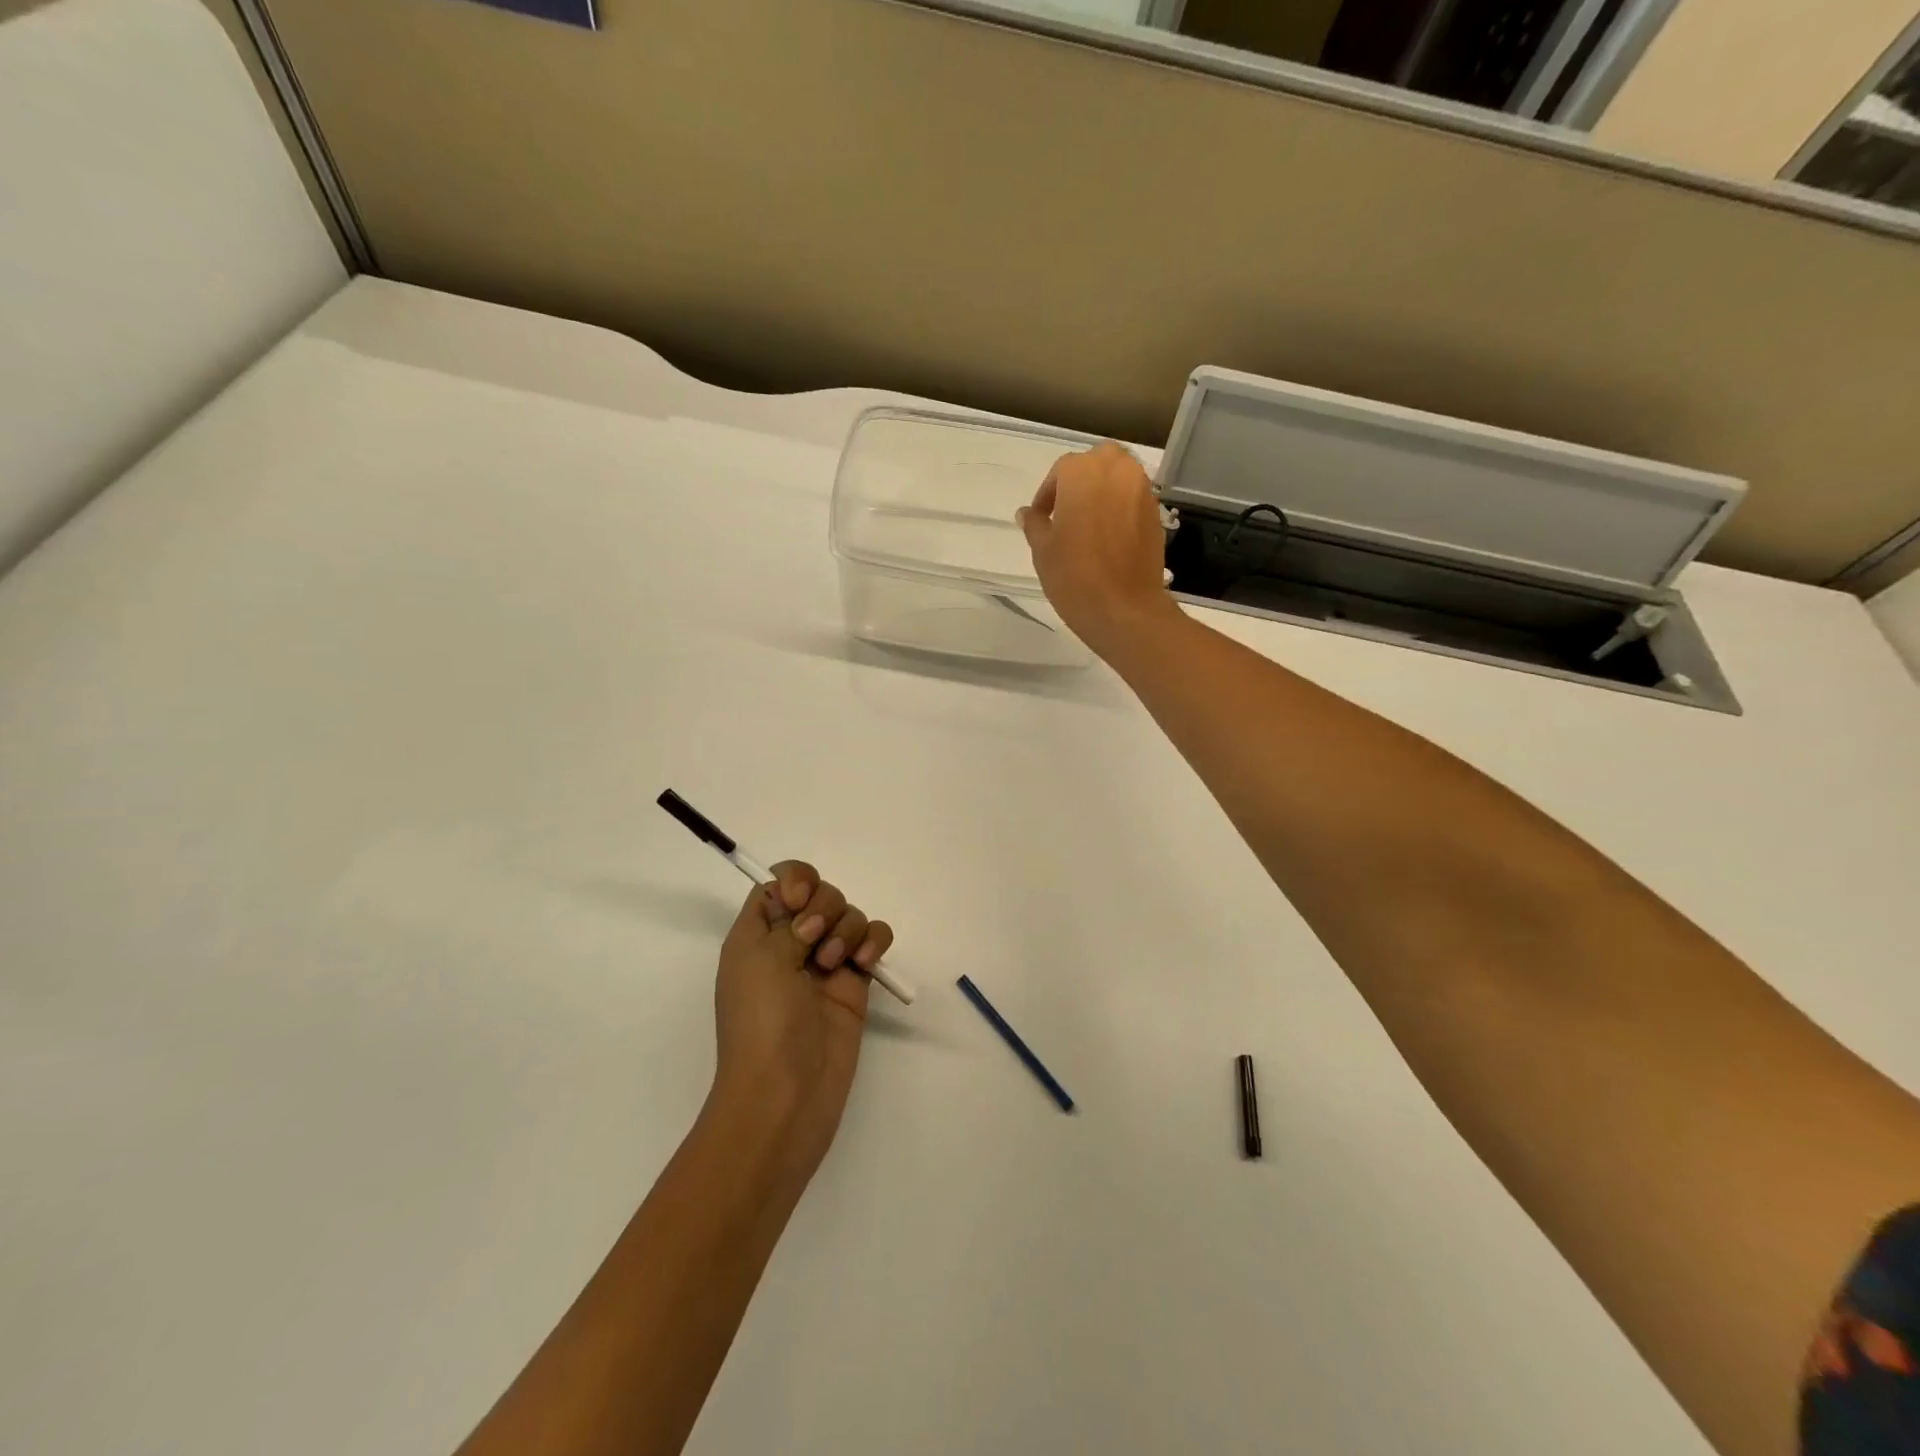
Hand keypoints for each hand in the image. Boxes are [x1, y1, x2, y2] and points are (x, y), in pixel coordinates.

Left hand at [707, 862, 894, 1185]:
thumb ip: (787, 921)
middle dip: (825, 906)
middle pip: (820, 893)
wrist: (786, 1093)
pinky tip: (866, 964)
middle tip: (814, 938)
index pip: (777, 884)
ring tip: (835, 964)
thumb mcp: (759, 960)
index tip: (798, 902)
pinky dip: (874, 942)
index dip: (793, 881)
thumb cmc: (761, 1023)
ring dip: (847, 929)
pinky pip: (873, 941)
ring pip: (849, 915)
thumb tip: (810, 918)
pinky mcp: (855, 982)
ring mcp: (825, 963)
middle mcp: (790, 943)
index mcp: (757, 935)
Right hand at [1016, 442, 1177, 658]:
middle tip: (1066, 511)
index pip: (1061, 471)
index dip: (1048, 494)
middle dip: (1081, 480)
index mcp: (1082, 473)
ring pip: (1120, 477)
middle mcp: (1116, 471)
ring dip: (1103, 491)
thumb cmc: (1074, 576)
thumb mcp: (1042, 549)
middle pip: (1097, 463)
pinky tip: (1109, 536)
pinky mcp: (1156, 514)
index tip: (1041, 517)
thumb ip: (1034, 524)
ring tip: (1088, 523)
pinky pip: (1134, 499)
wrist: (1124, 609)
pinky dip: (1121, 507)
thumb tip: (1027, 513)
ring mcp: (1142, 491)